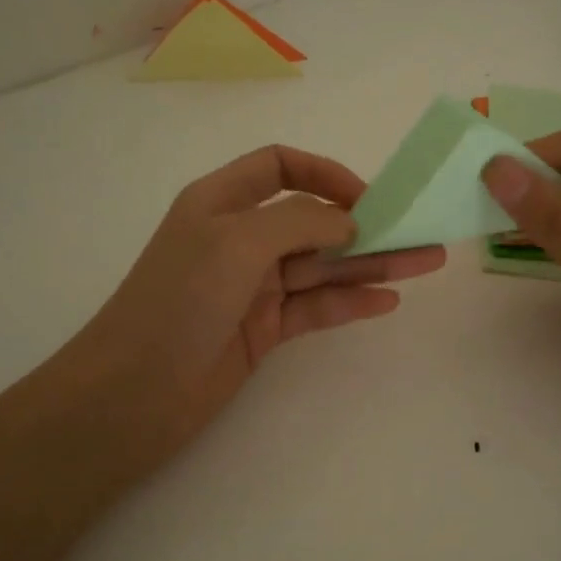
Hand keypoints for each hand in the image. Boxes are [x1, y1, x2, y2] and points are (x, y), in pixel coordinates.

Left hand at [51, 144, 445, 474]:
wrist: (133, 393)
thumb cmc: (179, 301)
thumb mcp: (237, 243)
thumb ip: (300, 223)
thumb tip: (348, 221)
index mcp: (222, 202)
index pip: (280, 166)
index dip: (325, 173)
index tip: (368, 198)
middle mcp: (240, 239)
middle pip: (313, 221)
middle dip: (367, 225)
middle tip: (422, 230)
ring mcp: (253, 287)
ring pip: (322, 267)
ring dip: (372, 264)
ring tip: (427, 262)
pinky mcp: (264, 330)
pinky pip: (315, 308)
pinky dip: (350, 302)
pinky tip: (388, 301)